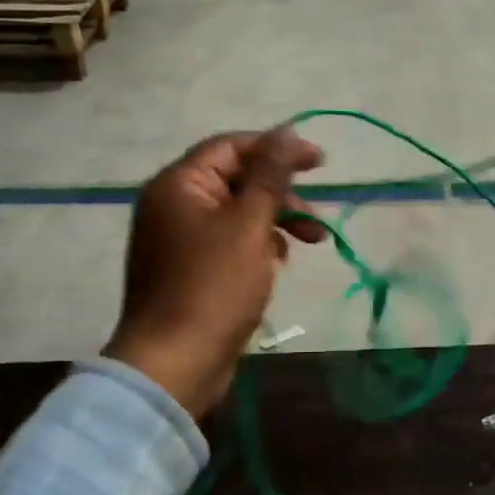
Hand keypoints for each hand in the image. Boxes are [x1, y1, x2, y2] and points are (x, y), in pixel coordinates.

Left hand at [104, 126, 325, 417]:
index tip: (320, 163)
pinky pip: (229, 242)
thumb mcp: (249, 224)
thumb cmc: (213, 288)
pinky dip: (258, 246)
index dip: (277, 149)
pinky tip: (277, 265)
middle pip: (236, 180)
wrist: (174, 364)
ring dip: (276, 222)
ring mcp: (178, 240)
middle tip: (317, 219)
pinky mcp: (189, 270)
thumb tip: (287, 130)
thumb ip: (270, 175)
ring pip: (237, 214)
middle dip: (281, 195)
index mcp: (178, 185)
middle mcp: (173, 205)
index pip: (232, 147)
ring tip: (309, 245)